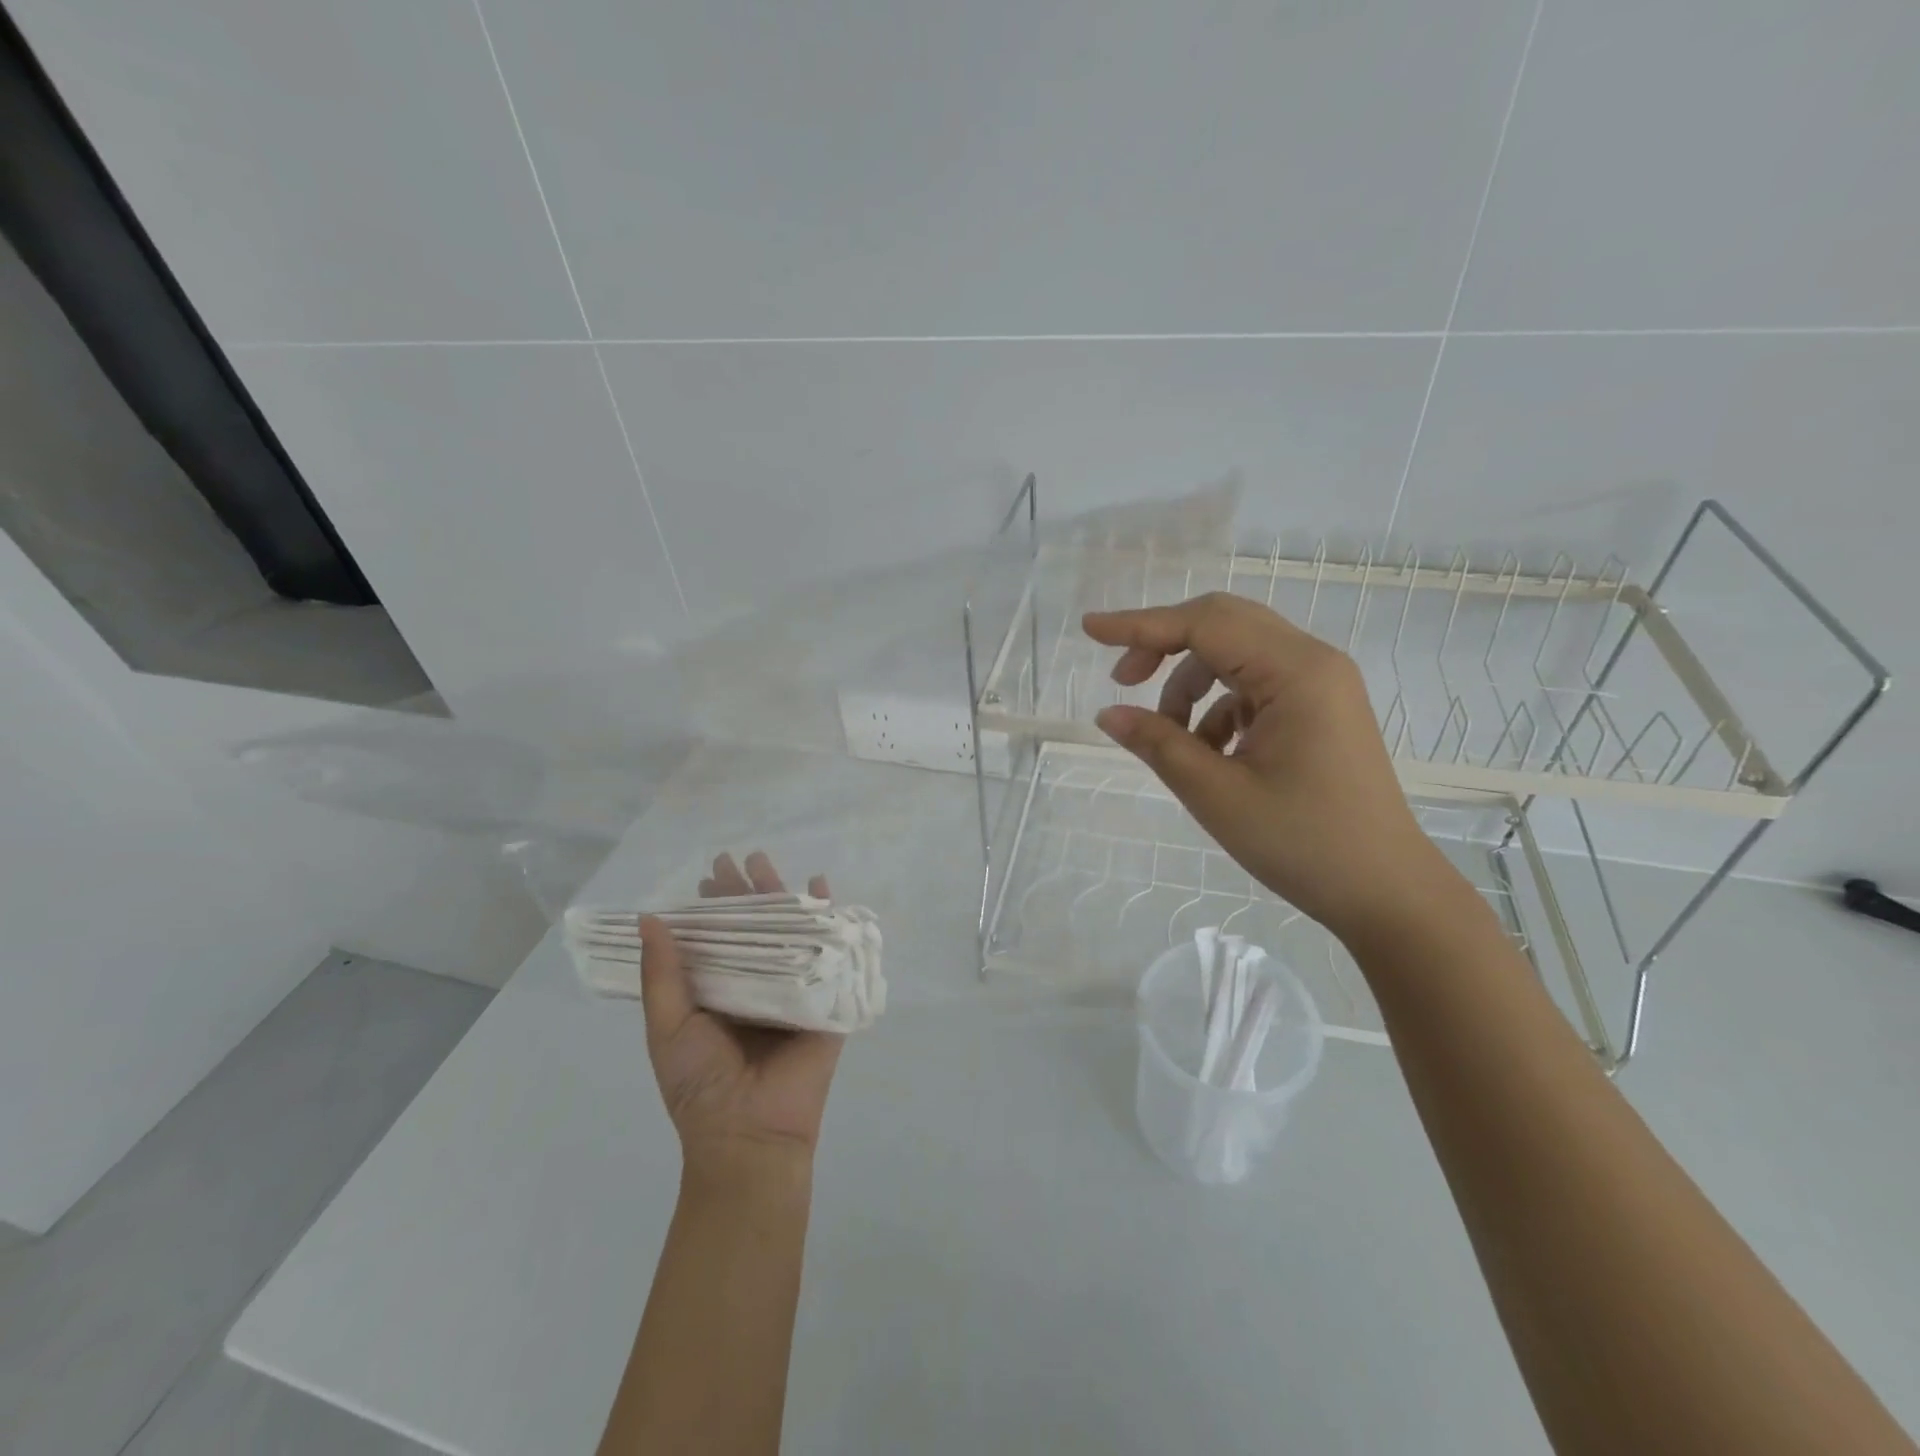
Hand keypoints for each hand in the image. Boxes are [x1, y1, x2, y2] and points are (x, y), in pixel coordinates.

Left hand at [639, 852, 842, 1179]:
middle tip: (742, 857)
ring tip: (771, 864)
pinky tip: (824, 889)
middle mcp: (757, 984)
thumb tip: (649, 918)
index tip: (709, 875)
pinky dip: (830, 920)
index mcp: (721, 992)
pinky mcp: (826, 999)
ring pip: (790, 934)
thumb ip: (662, 974)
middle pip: (756, 928)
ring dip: (783, 897)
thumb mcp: (669, 1026)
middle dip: (749, 892)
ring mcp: (793, 989)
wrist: (748, 1133)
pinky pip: (829, 954)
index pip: (718, 937)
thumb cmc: (700, 1083)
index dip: (713, 906)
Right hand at [1084, 593, 1455, 941]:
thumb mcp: (1217, 795)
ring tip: (1168, 737)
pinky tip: (1209, 753)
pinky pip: (1254, 686)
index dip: (1140, 624)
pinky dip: (1217, 708)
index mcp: (1296, 671)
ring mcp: (1320, 685)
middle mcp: (1313, 662)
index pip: (1204, 623)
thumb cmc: (1304, 843)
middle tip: (1123, 681)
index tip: (1089, 628)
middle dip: (1164, 645)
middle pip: (1223, 624)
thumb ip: (1158, 744)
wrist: (1386, 892)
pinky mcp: (1319, 709)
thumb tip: (1106, 714)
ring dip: (1190, 683)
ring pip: (1236, 655)